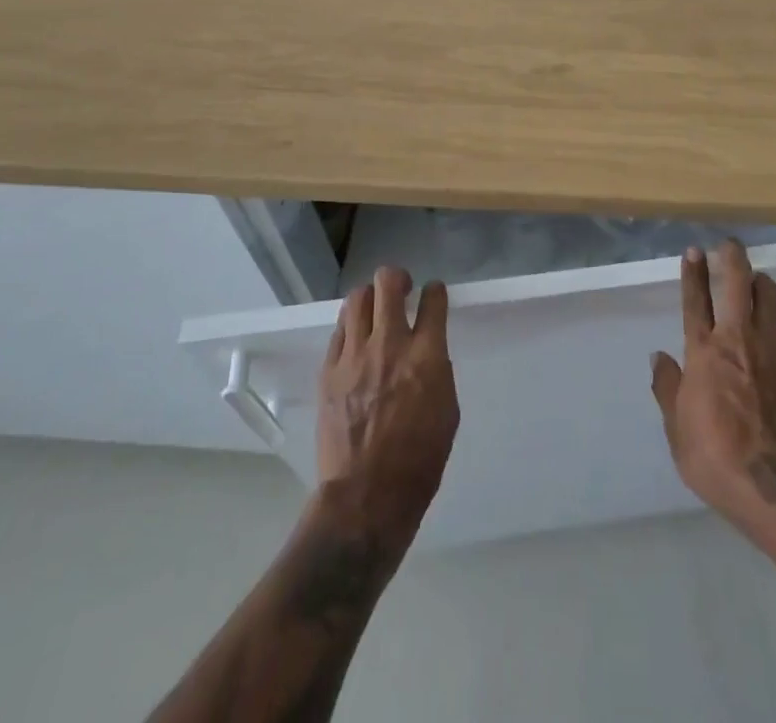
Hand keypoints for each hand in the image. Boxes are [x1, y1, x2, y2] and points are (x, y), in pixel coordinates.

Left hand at [314, 266, 458, 546]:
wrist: (366, 498)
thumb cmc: (419, 461)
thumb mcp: (447, 410)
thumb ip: (437, 369)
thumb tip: (427, 350)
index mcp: (426, 356)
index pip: (433, 299)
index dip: (435, 292)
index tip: (433, 296)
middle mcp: (389, 345)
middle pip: (388, 283)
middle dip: (397, 278)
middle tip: (401, 290)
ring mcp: (354, 356)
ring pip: (358, 298)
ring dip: (371, 298)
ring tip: (375, 311)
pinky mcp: (329, 371)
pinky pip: (339, 331)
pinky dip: (350, 327)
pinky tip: (356, 341)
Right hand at [650, 240, 775, 541]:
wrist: (774, 482)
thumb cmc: (714, 455)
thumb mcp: (677, 428)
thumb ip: (668, 388)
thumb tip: (660, 358)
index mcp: (703, 351)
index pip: (695, 299)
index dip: (693, 272)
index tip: (694, 250)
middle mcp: (737, 339)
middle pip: (738, 283)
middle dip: (733, 258)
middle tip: (730, 246)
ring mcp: (771, 350)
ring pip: (769, 298)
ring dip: (760, 285)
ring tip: (756, 284)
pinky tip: (774, 339)